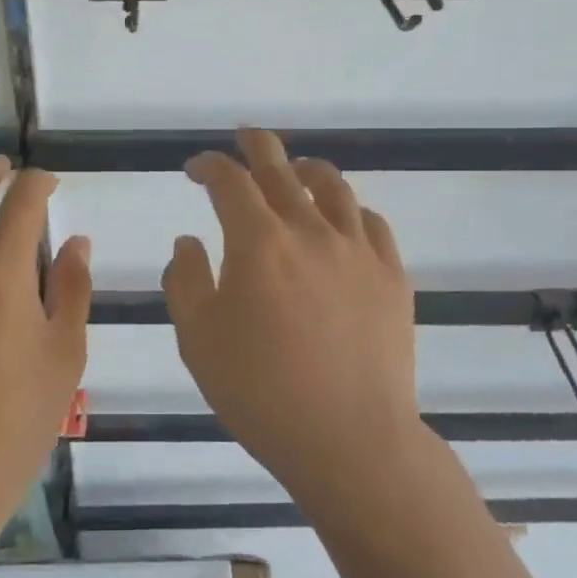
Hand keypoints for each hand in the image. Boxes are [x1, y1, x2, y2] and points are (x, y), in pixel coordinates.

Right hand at [163, 129, 419, 514]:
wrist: (349, 440)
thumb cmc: (260, 392)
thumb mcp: (197, 339)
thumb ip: (184, 280)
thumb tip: (189, 241)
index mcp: (258, 243)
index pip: (229, 181)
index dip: (209, 166)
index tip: (195, 169)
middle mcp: (310, 231)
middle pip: (281, 168)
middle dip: (256, 146)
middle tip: (244, 137)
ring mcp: (357, 250)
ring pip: (333, 187)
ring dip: (306, 169)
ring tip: (295, 169)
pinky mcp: (392, 276)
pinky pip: (371, 223)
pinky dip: (349, 210)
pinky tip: (341, 220)